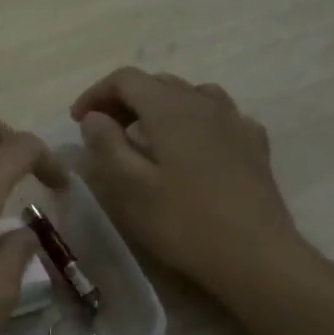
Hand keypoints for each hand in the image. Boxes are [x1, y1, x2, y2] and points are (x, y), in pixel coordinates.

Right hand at [70, 67, 333, 297]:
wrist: (256, 256)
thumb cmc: (183, 222)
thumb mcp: (129, 187)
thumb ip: (106, 144)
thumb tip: (94, 117)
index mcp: (169, 108)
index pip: (126, 79)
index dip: (96, 93)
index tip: (77, 120)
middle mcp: (204, 103)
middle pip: (158, 83)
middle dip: (125, 99)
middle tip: (104, 131)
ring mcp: (235, 122)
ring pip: (191, 95)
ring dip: (161, 106)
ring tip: (147, 136)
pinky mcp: (254, 146)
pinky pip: (220, 116)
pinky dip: (195, 120)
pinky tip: (193, 147)